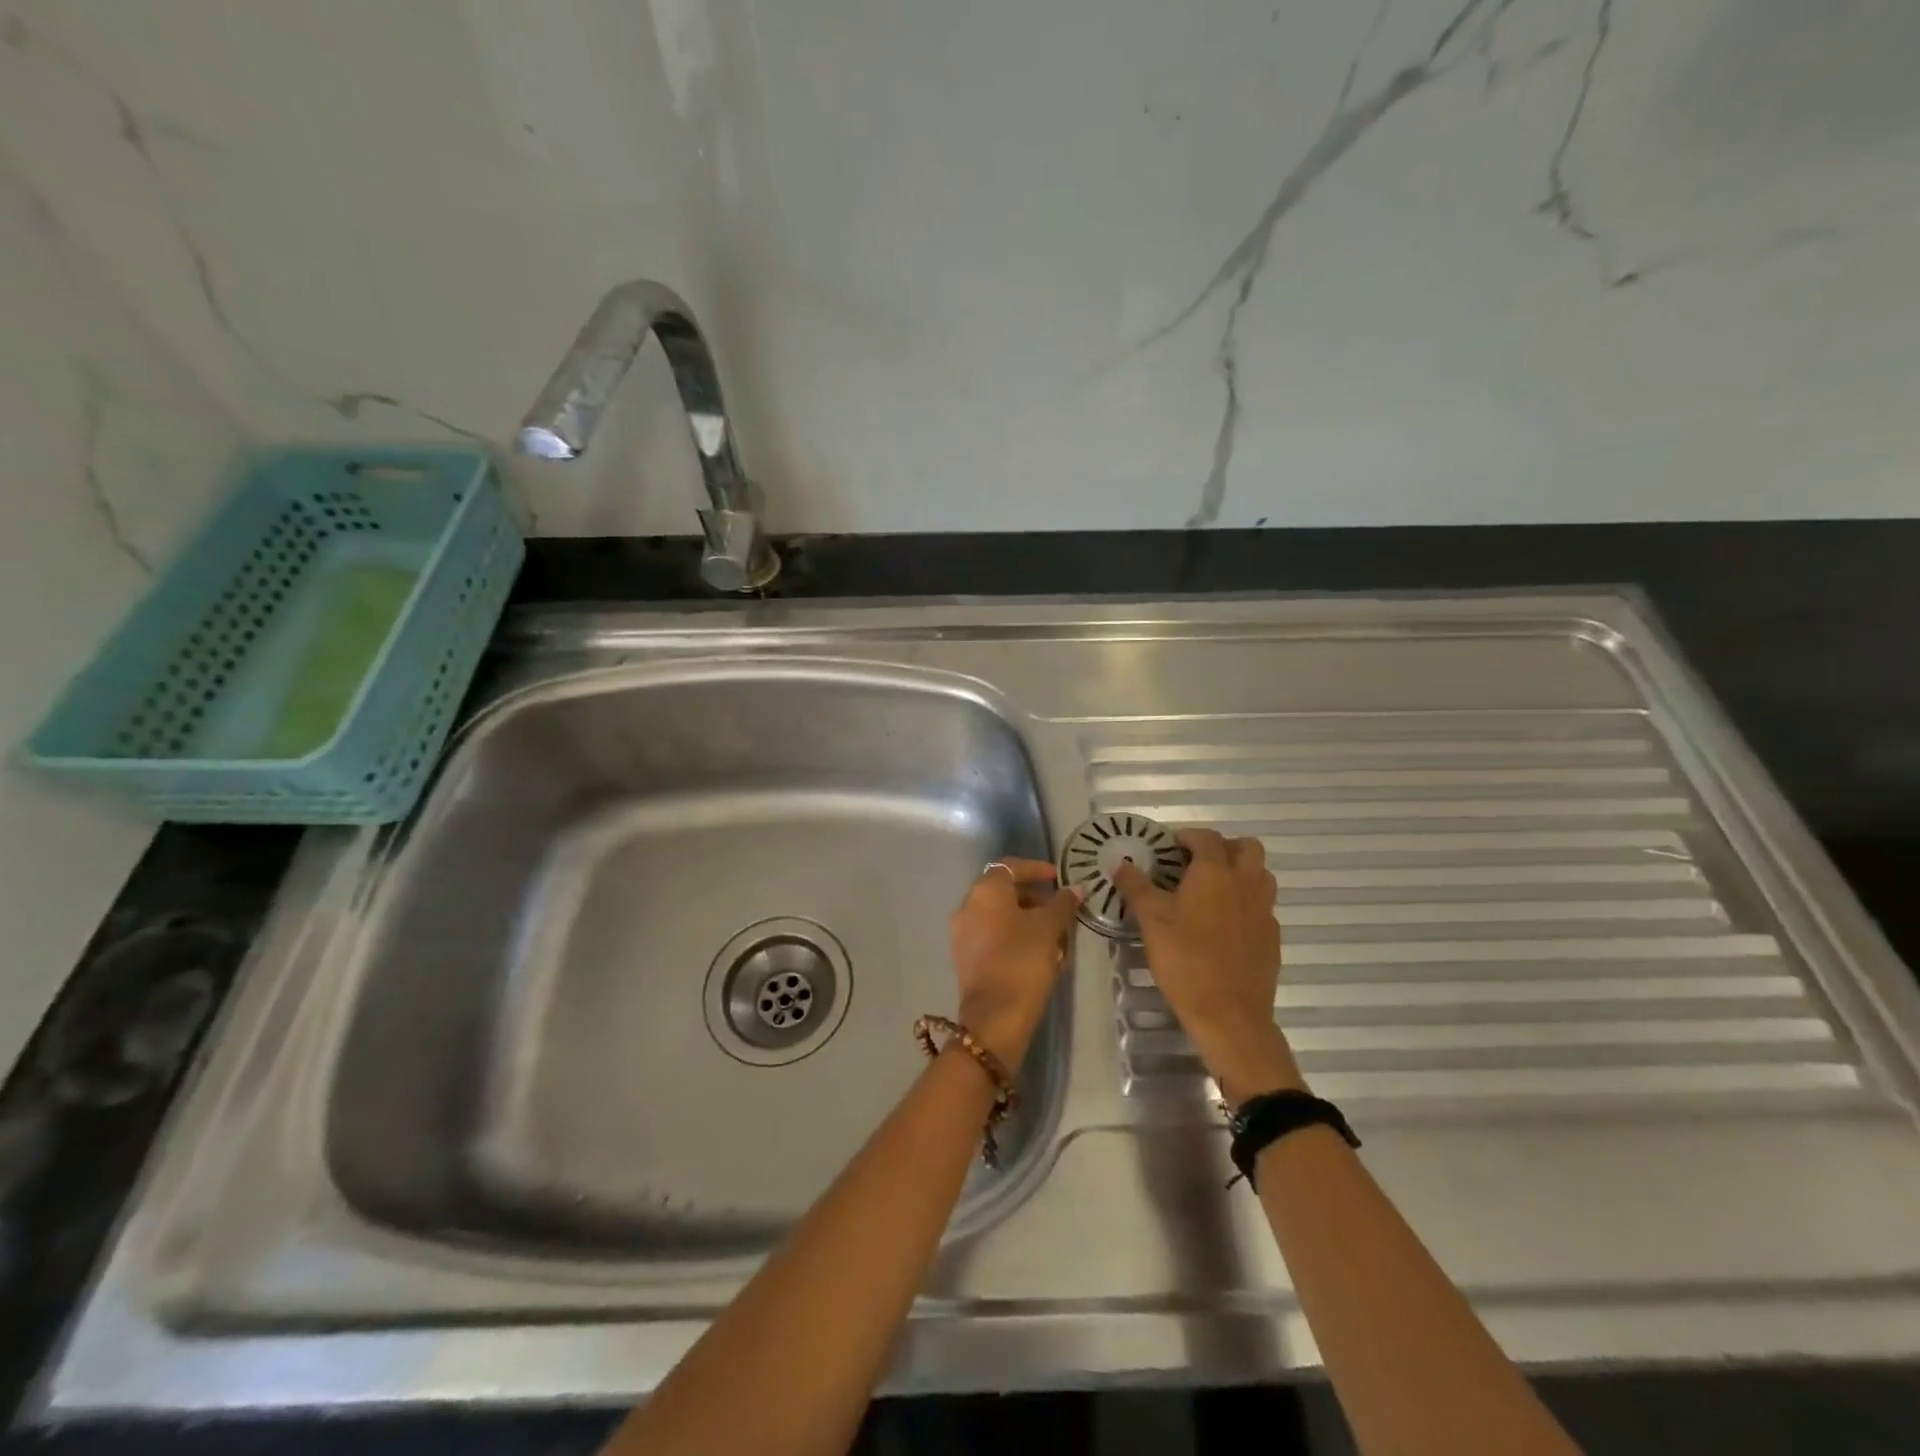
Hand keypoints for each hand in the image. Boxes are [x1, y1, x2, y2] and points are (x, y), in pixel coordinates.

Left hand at [949, 859, 1081, 1067]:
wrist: (995, 1017)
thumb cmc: (1023, 961)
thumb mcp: (1049, 928)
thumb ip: (1063, 904)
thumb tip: (1076, 888)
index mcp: (984, 891)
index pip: (1010, 866)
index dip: (1036, 869)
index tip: (1058, 877)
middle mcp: (967, 906)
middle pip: (1004, 891)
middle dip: (1035, 898)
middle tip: (1061, 910)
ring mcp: (963, 933)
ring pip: (999, 916)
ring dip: (1027, 919)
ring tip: (1056, 936)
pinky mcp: (965, 957)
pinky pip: (993, 936)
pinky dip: (1015, 937)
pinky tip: (1039, 954)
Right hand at [1113, 829, 1303, 1102]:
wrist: (1230, 1015)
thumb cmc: (1185, 960)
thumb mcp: (1151, 921)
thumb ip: (1136, 887)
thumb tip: (1121, 863)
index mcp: (1215, 872)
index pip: (1206, 837)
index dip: (1187, 836)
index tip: (1167, 848)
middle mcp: (1246, 883)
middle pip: (1246, 847)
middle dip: (1222, 847)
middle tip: (1194, 864)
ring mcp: (1264, 910)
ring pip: (1260, 874)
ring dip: (1238, 872)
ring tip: (1209, 891)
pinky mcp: (1271, 936)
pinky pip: (1262, 905)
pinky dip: (1245, 902)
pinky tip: (1223, 924)